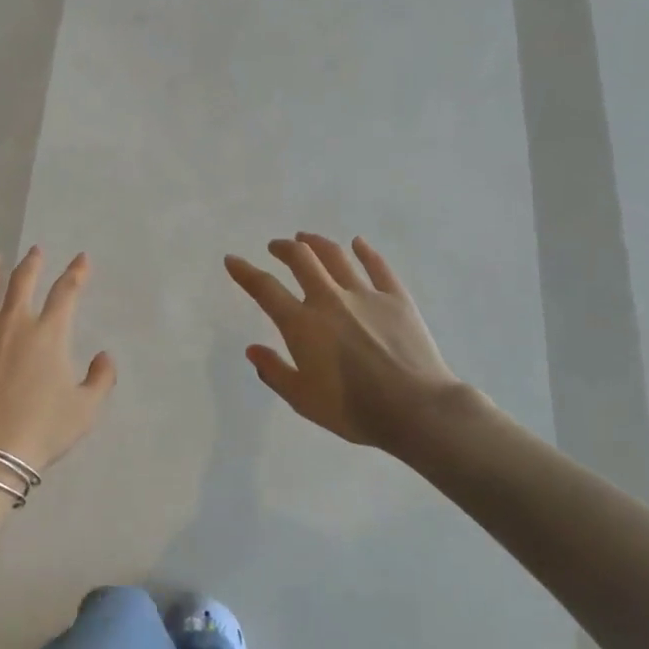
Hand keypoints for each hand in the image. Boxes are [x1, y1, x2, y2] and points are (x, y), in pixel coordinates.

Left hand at [0, 248, 117, 472]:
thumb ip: (101, 379)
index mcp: (48, 334)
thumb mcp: (85, 410)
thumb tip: (104, 356)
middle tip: (35, 251)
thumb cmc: (41, 431)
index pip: (66, 292)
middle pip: (22, 280)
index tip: (81, 259)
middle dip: (32, 262)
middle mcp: (13, 322)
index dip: (77, 272)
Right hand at [225, 233, 460, 452]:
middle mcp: (329, 300)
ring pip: (336, 255)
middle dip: (283, 248)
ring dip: (316, 243)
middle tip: (276, 246)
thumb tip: (252, 349)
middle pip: (301, 259)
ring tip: (307, 239)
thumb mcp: (303, 400)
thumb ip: (274, 372)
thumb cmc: (353, 410)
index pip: (265, 289)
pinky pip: (378, 266)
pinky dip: (365, 251)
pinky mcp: (396, 298)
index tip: (232, 260)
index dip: (244, 272)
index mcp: (302, 324)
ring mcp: (365, 295)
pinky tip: (358, 243)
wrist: (416, 410)